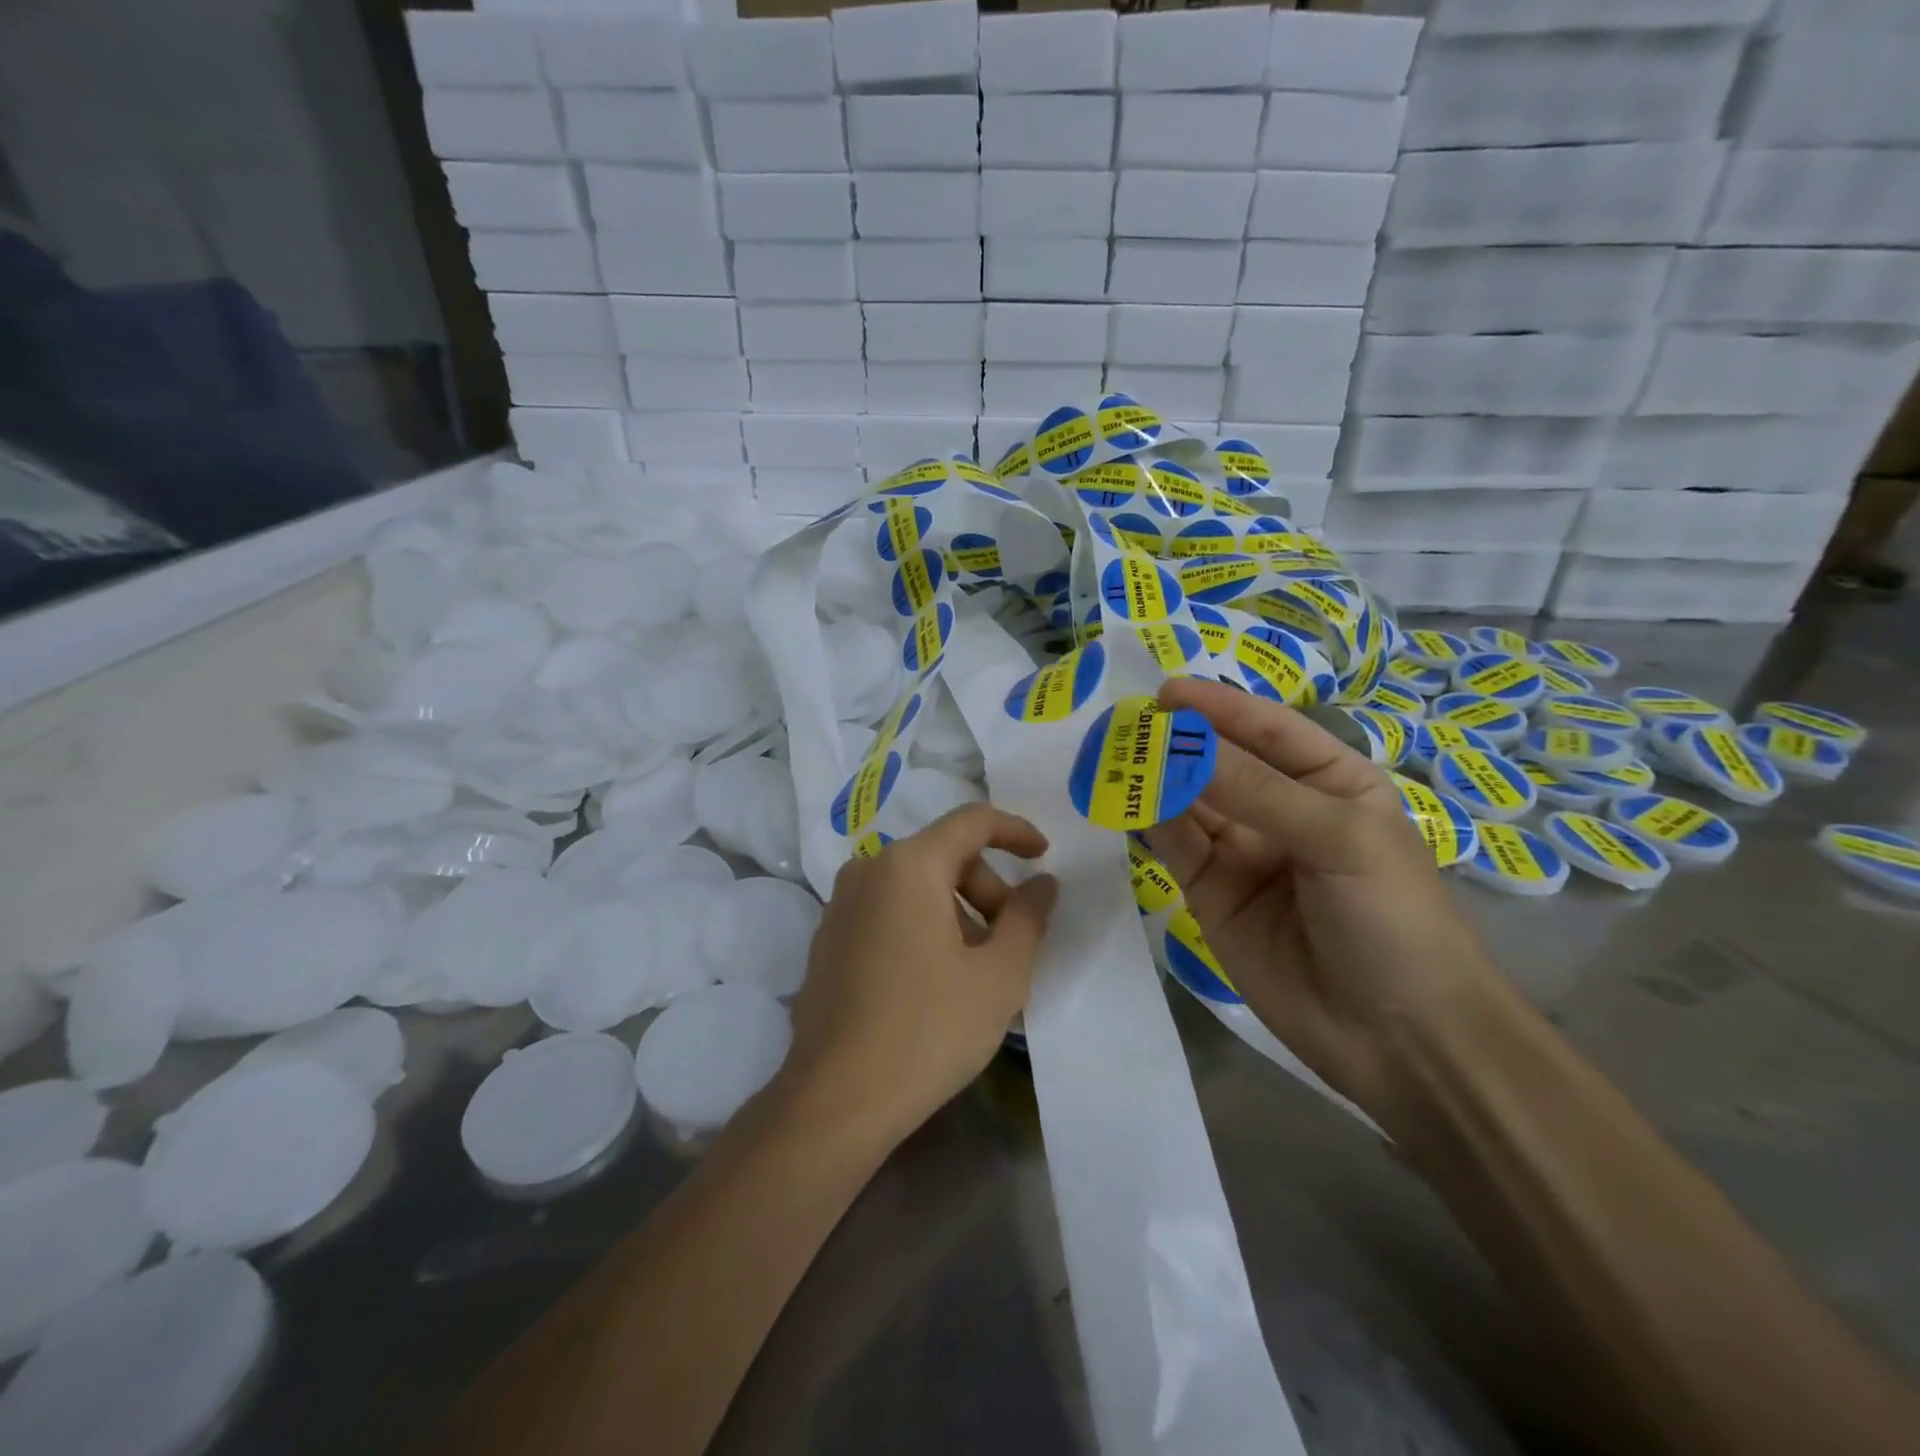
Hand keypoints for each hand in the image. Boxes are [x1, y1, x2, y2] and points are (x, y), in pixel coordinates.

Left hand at [779, 804, 1058, 1150]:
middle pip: (944, 856)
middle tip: (1012, 944)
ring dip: (958, 913)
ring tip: (977, 972)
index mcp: (908, 865)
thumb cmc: (929, 1029)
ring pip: (916, 887)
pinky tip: (935, 983)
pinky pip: (889, 912)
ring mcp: (840, 905)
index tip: (1044, 857)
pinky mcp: (828, 939)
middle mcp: (868, 870)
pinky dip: (923, 927)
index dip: (1015, 832)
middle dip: (988, 890)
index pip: (972, 821)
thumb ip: (1029, 918)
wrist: (836, 1100)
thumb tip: (1042, 884)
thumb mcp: (999, 975)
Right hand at [1143, 679, 1499, 1129]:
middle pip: (1221, 761)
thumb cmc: (1393, 919)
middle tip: (1124, 723)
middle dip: (1178, 740)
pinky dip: (1149, 820)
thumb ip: (1256, 790)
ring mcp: (1243, 852)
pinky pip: (1175, 846)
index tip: (1165, 691)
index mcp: (1330, 781)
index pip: (1268, 730)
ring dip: (1155, 777)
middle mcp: (1282, 809)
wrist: (1400, 1039)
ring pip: (1190, 801)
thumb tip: (1180, 743)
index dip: (1219, 707)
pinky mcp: (1211, 893)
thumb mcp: (1338, 838)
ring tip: (1113, 755)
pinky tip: (1124, 800)